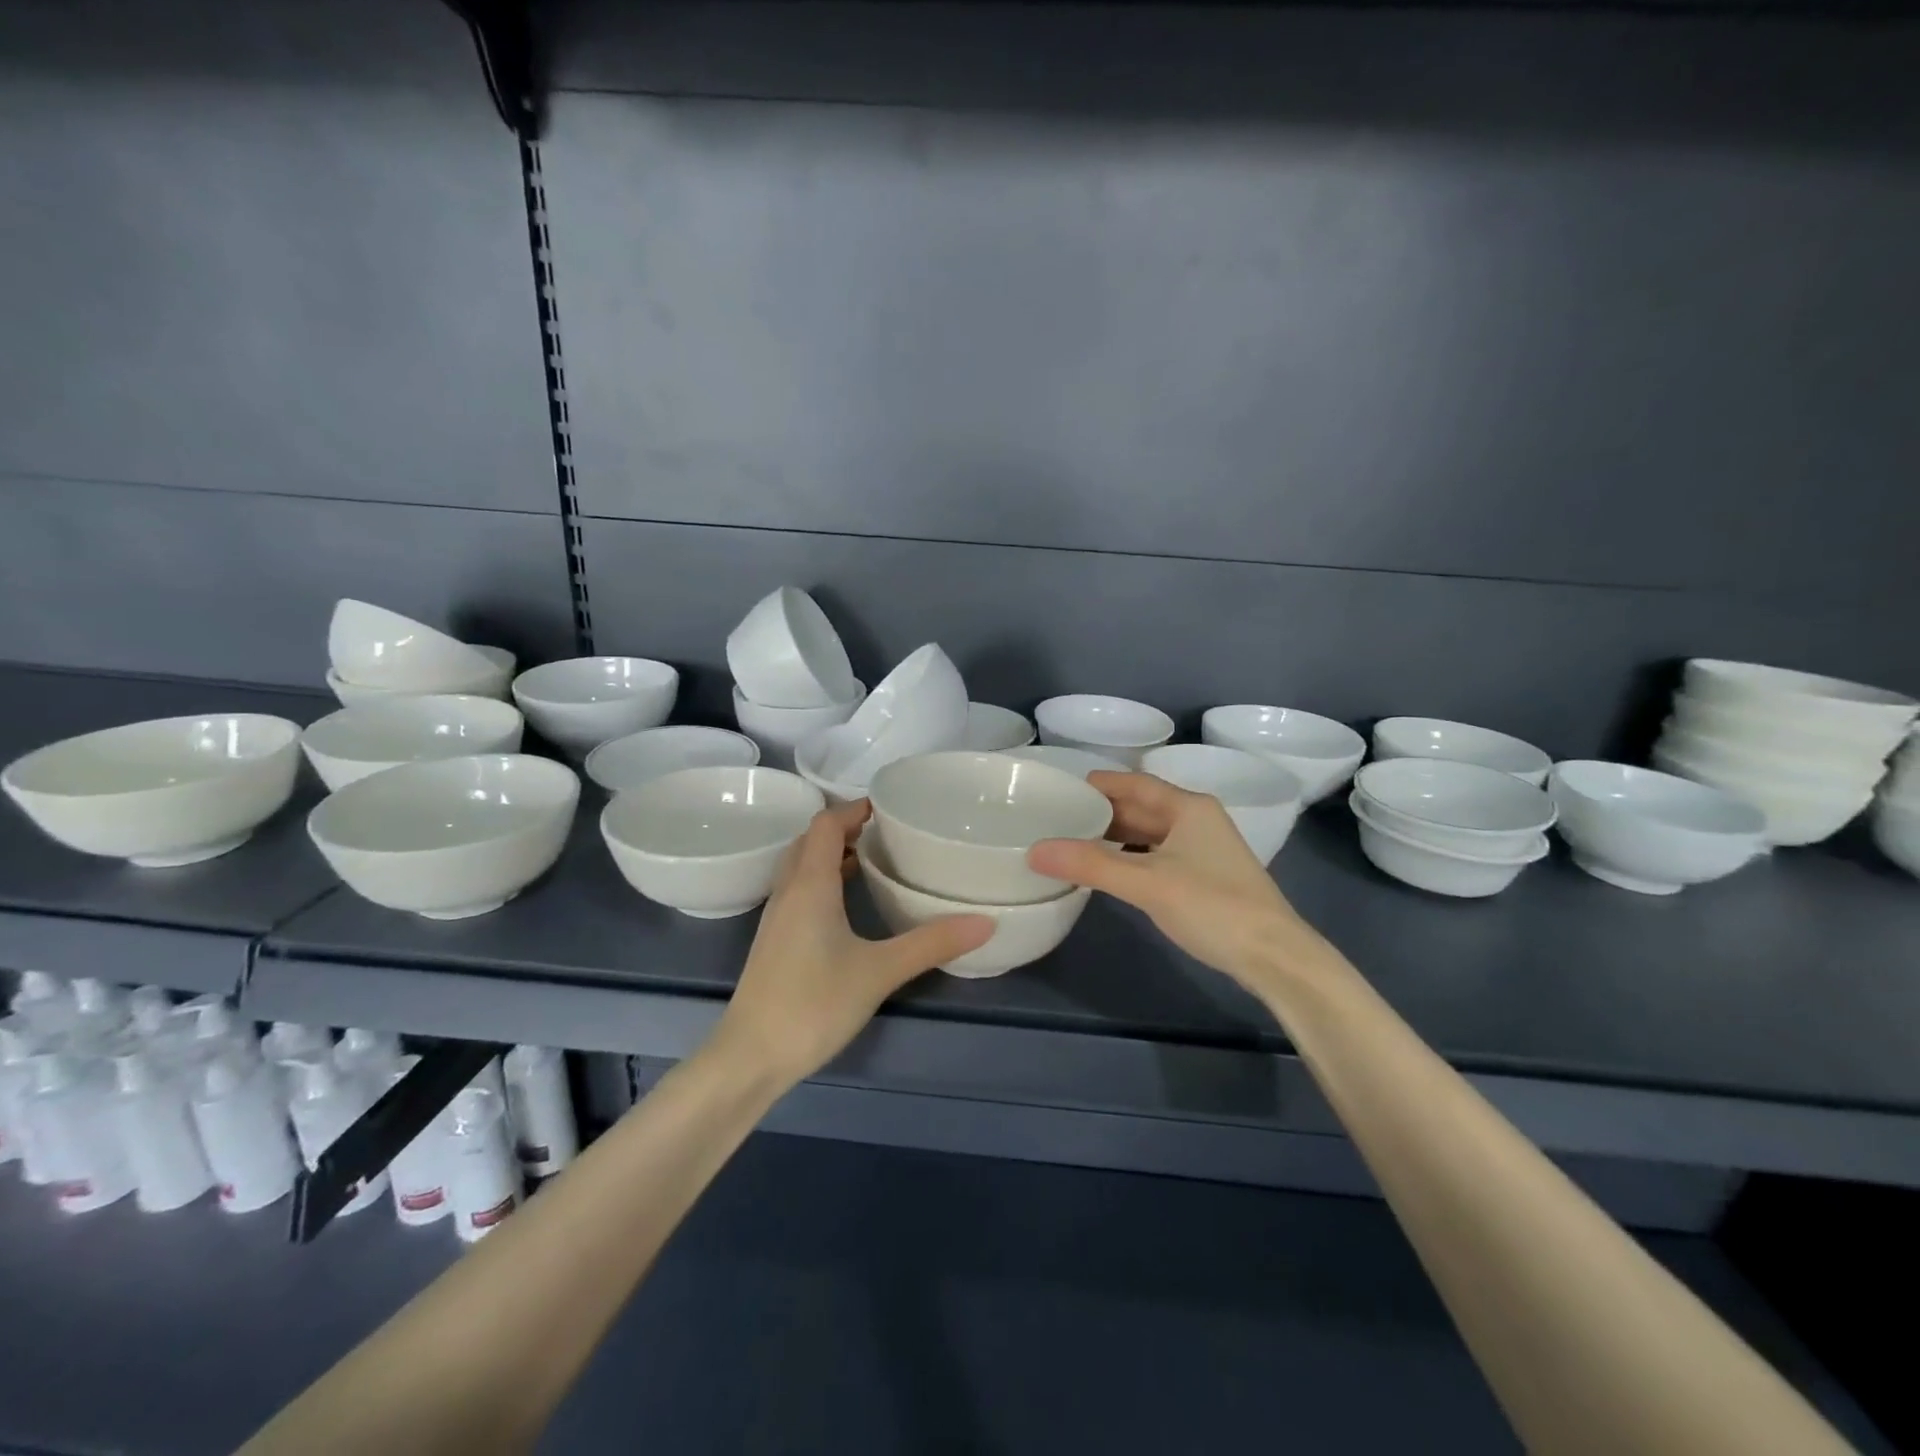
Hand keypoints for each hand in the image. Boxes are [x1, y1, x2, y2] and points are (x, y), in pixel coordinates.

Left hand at [713, 801, 992, 1084]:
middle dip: (845, 828)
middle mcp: (788, 891)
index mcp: (810, 884)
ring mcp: (776, 917)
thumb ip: (931, 944)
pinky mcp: (774, 941)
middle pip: (811, 840)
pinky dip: (822, 880)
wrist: (750, 1057)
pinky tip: (847, 906)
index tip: (889, 807)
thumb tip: (985, 922)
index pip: (826, 824)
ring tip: (872, 860)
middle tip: (886, 832)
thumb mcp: (880, 971)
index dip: (854, 808)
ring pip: (801, 866)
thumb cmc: (812, 1004)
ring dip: (831, 854)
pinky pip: (798, 890)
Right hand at [1028, 771, 1333, 995]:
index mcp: (1188, 807)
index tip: (1062, 789)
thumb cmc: (1213, 907)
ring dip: (1114, 837)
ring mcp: (1203, 850)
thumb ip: (1091, 865)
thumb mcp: (1147, 884)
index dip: (1099, 784)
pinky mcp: (1204, 877)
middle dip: (1101, 812)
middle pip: (1141, 807)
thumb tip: (1035, 850)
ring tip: (1072, 843)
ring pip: (1148, 834)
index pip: (1135, 783)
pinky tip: (1108, 871)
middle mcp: (1196, 820)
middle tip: (1057, 818)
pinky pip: (1156, 856)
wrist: (1275, 957)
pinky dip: (1130, 858)